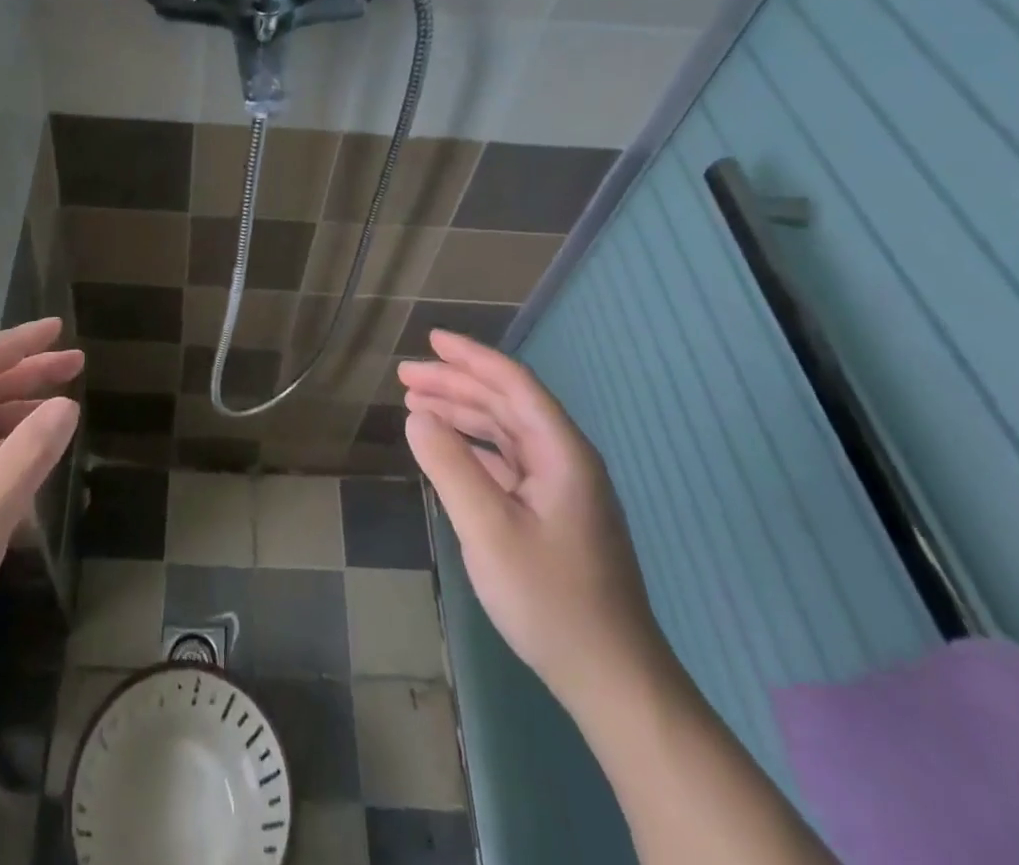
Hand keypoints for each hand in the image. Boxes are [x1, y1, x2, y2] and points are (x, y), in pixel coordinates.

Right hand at [400, 329, 669, 718]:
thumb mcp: (489, 530)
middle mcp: (564, 459)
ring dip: (461, 414)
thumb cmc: (550, 598)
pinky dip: (473, 448)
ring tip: (415, 404)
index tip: (430, 340)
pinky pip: (507, 462)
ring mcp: (561, 488)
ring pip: (505, 432)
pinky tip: (445, 449)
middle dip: (455, 384)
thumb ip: (450, 466)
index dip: (470, 357)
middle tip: (405, 377)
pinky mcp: (552, 514)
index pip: (513, 383)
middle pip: (505, 403)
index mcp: (561, 451)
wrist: (612, 678)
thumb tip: (416, 417)